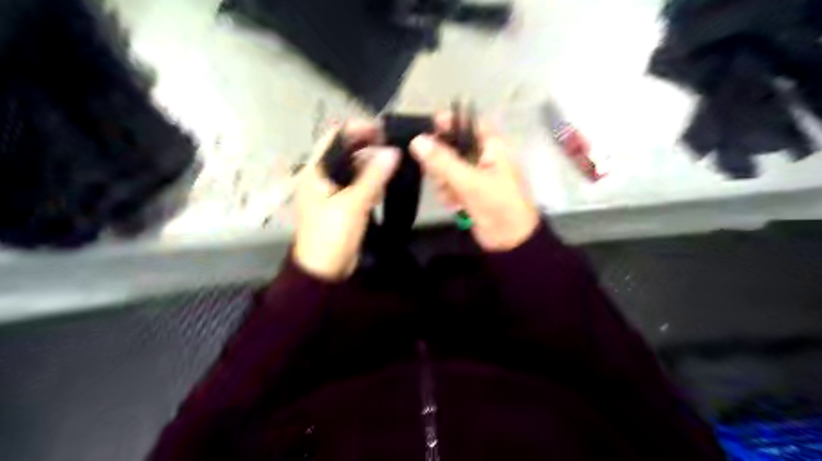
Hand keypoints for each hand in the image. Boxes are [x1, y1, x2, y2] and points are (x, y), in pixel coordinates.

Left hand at [296, 121, 402, 279]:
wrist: (324, 270)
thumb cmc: (332, 233)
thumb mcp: (353, 203)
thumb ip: (373, 176)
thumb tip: (392, 151)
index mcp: (315, 171)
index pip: (334, 138)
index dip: (357, 130)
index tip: (382, 131)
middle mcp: (320, 177)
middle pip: (344, 153)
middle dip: (367, 148)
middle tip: (392, 148)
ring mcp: (331, 192)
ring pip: (352, 170)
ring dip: (371, 166)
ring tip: (392, 165)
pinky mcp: (341, 205)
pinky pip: (356, 186)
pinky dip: (369, 183)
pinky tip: (383, 187)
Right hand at [410, 115, 540, 250]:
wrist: (510, 241)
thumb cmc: (498, 205)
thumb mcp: (470, 181)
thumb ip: (442, 161)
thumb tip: (417, 140)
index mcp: (492, 147)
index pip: (469, 123)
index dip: (450, 122)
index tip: (429, 128)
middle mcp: (483, 157)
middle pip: (453, 147)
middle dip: (442, 161)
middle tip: (439, 174)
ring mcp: (476, 176)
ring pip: (448, 168)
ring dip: (444, 181)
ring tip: (450, 194)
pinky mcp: (469, 193)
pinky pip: (450, 185)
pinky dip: (448, 193)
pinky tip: (454, 204)